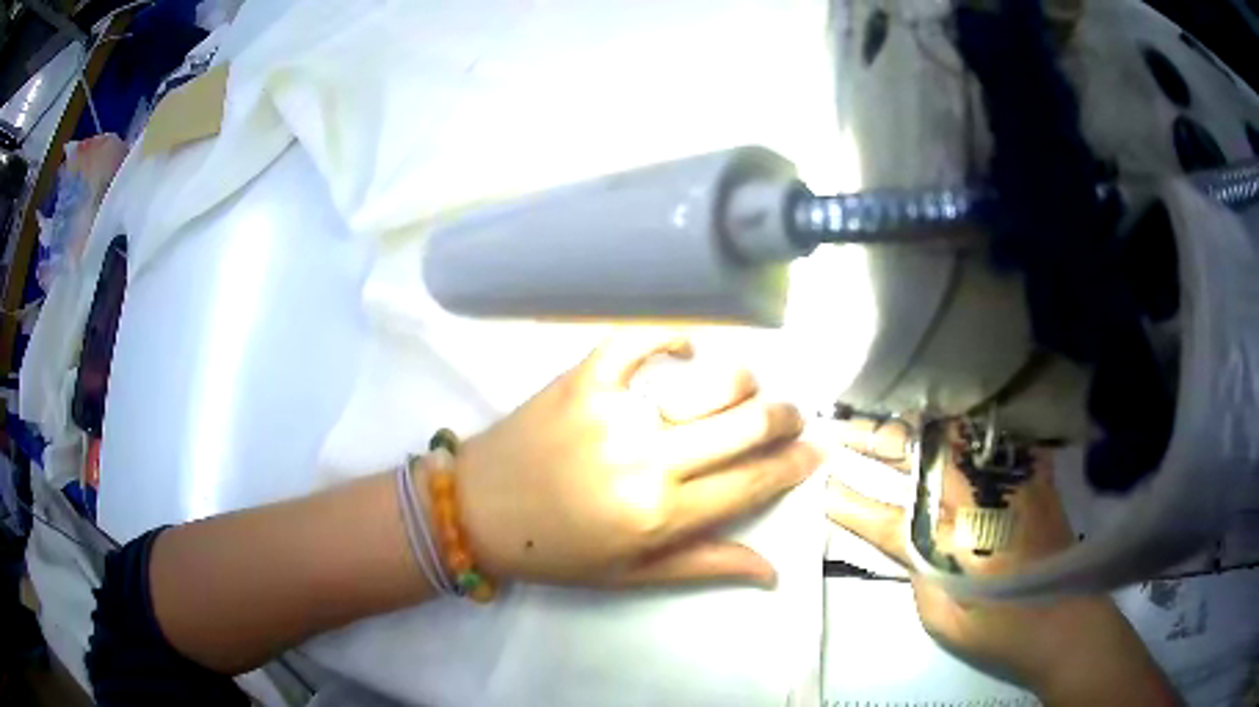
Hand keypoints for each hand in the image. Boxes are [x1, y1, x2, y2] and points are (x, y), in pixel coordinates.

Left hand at [456, 329, 820, 587]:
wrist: (478, 510)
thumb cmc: (557, 552)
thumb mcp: (633, 575)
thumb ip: (707, 565)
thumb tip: (775, 572)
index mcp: (662, 513)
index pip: (755, 481)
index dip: (797, 464)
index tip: (818, 449)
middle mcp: (649, 457)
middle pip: (748, 424)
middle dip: (787, 418)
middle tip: (792, 417)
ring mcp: (616, 409)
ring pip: (712, 379)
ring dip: (743, 382)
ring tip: (743, 393)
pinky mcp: (584, 377)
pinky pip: (641, 338)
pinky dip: (673, 335)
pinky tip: (686, 348)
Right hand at [827, 420, 1177, 703]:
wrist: (1065, 621)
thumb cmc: (999, 628)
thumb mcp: (944, 616)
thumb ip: (916, 569)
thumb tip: (895, 534)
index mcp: (957, 540)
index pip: (892, 516)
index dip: (853, 502)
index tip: (822, 486)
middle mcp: (984, 497)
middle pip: (922, 455)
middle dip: (876, 439)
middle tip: (839, 426)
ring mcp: (1011, 477)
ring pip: (953, 433)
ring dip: (912, 424)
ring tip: (878, 413)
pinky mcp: (1031, 471)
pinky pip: (989, 431)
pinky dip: (957, 422)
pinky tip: (939, 414)